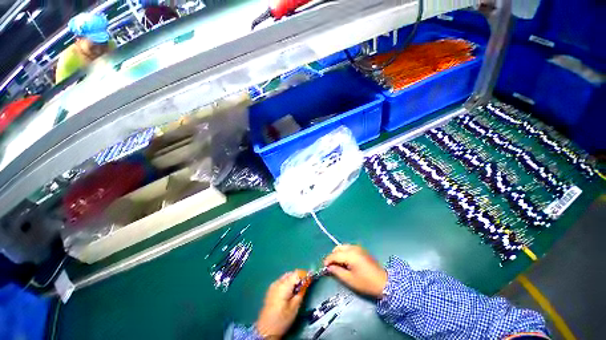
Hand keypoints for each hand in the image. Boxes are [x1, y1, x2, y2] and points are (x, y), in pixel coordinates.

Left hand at [256, 271, 306, 338]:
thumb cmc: (282, 320)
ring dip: (293, 279)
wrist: (266, 330)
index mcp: (284, 286)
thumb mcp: (295, 308)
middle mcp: (278, 282)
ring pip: (286, 277)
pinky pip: (281, 281)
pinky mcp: (271, 290)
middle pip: (291, 274)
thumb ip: (301, 293)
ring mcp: (273, 285)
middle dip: (299, 277)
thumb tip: (306, 283)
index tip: (311, 277)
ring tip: (298, 289)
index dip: (304, 274)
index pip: (296, 273)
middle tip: (305, 284)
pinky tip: (289, 292)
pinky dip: (287, 283)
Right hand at [323, 245, 386, 298]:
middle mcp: (353, 248)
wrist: (384, 282)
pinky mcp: (362, 249)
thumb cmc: (366, 283)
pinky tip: (346, 262)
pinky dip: (344, 253)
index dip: (327, 261)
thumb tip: (329, 267)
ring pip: (343, 247)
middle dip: (333, 256)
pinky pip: (349, 248)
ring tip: (339, 265)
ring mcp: (358, 247)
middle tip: (331, 267)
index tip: (324, 267)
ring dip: (338, 254)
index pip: (334, 255)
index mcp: (350, 254)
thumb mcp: (349, 280)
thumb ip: (337, 272)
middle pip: (338, 248)